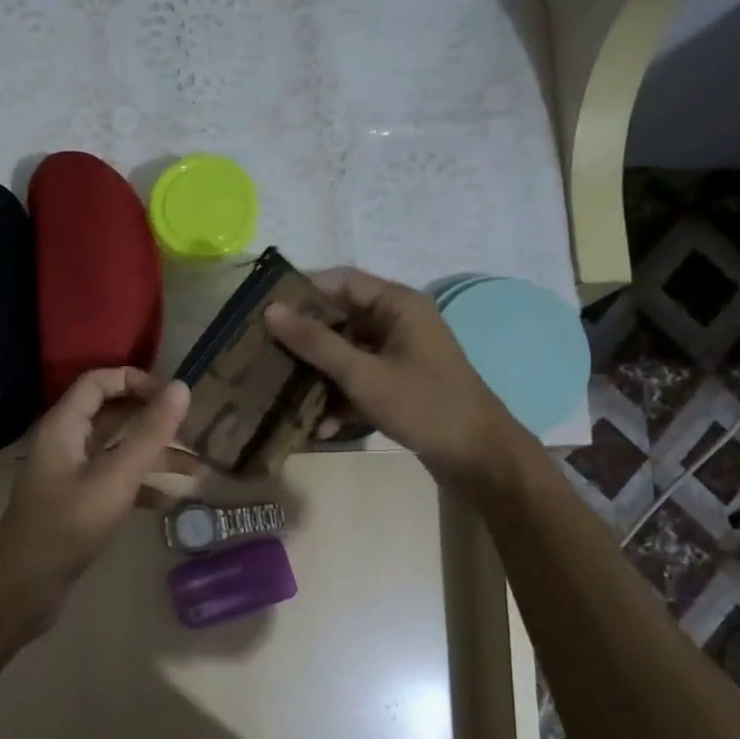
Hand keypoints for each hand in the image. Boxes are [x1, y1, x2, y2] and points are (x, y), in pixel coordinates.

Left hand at [0, 368, 191, 629]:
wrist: (24, 588)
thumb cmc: (67, 527)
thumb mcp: (114, 478)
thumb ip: (149, 434)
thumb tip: (181, 388)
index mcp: (64, 426)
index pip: (100, 382)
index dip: (137, 381)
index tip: (174, 399)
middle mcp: (66, 443)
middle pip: (114, 416)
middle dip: (155, 423)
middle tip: (196, 435)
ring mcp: (72, 475)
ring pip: (119, 452)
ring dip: (156, 458)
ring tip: (198, 472)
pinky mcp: (79, 504)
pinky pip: (115, 482)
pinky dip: (142, 487)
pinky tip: (170, 502)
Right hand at [264, 267, 513, 489]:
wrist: (477, 457)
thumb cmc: (423, 405)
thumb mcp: (363, 374)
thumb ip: (316, 342)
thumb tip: (271, 310)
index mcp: (398, 304)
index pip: (341, 281)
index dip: (302, 291)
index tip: (263, 308)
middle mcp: (398, 322)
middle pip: (341, 318)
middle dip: (304, 338)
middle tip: (262, 351)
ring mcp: (399, 355)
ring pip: (346, 352)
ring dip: (318, 374)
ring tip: (281, 390)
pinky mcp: (398, 384)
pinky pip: (359, 379)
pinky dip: (340, 398)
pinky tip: (319, 426)